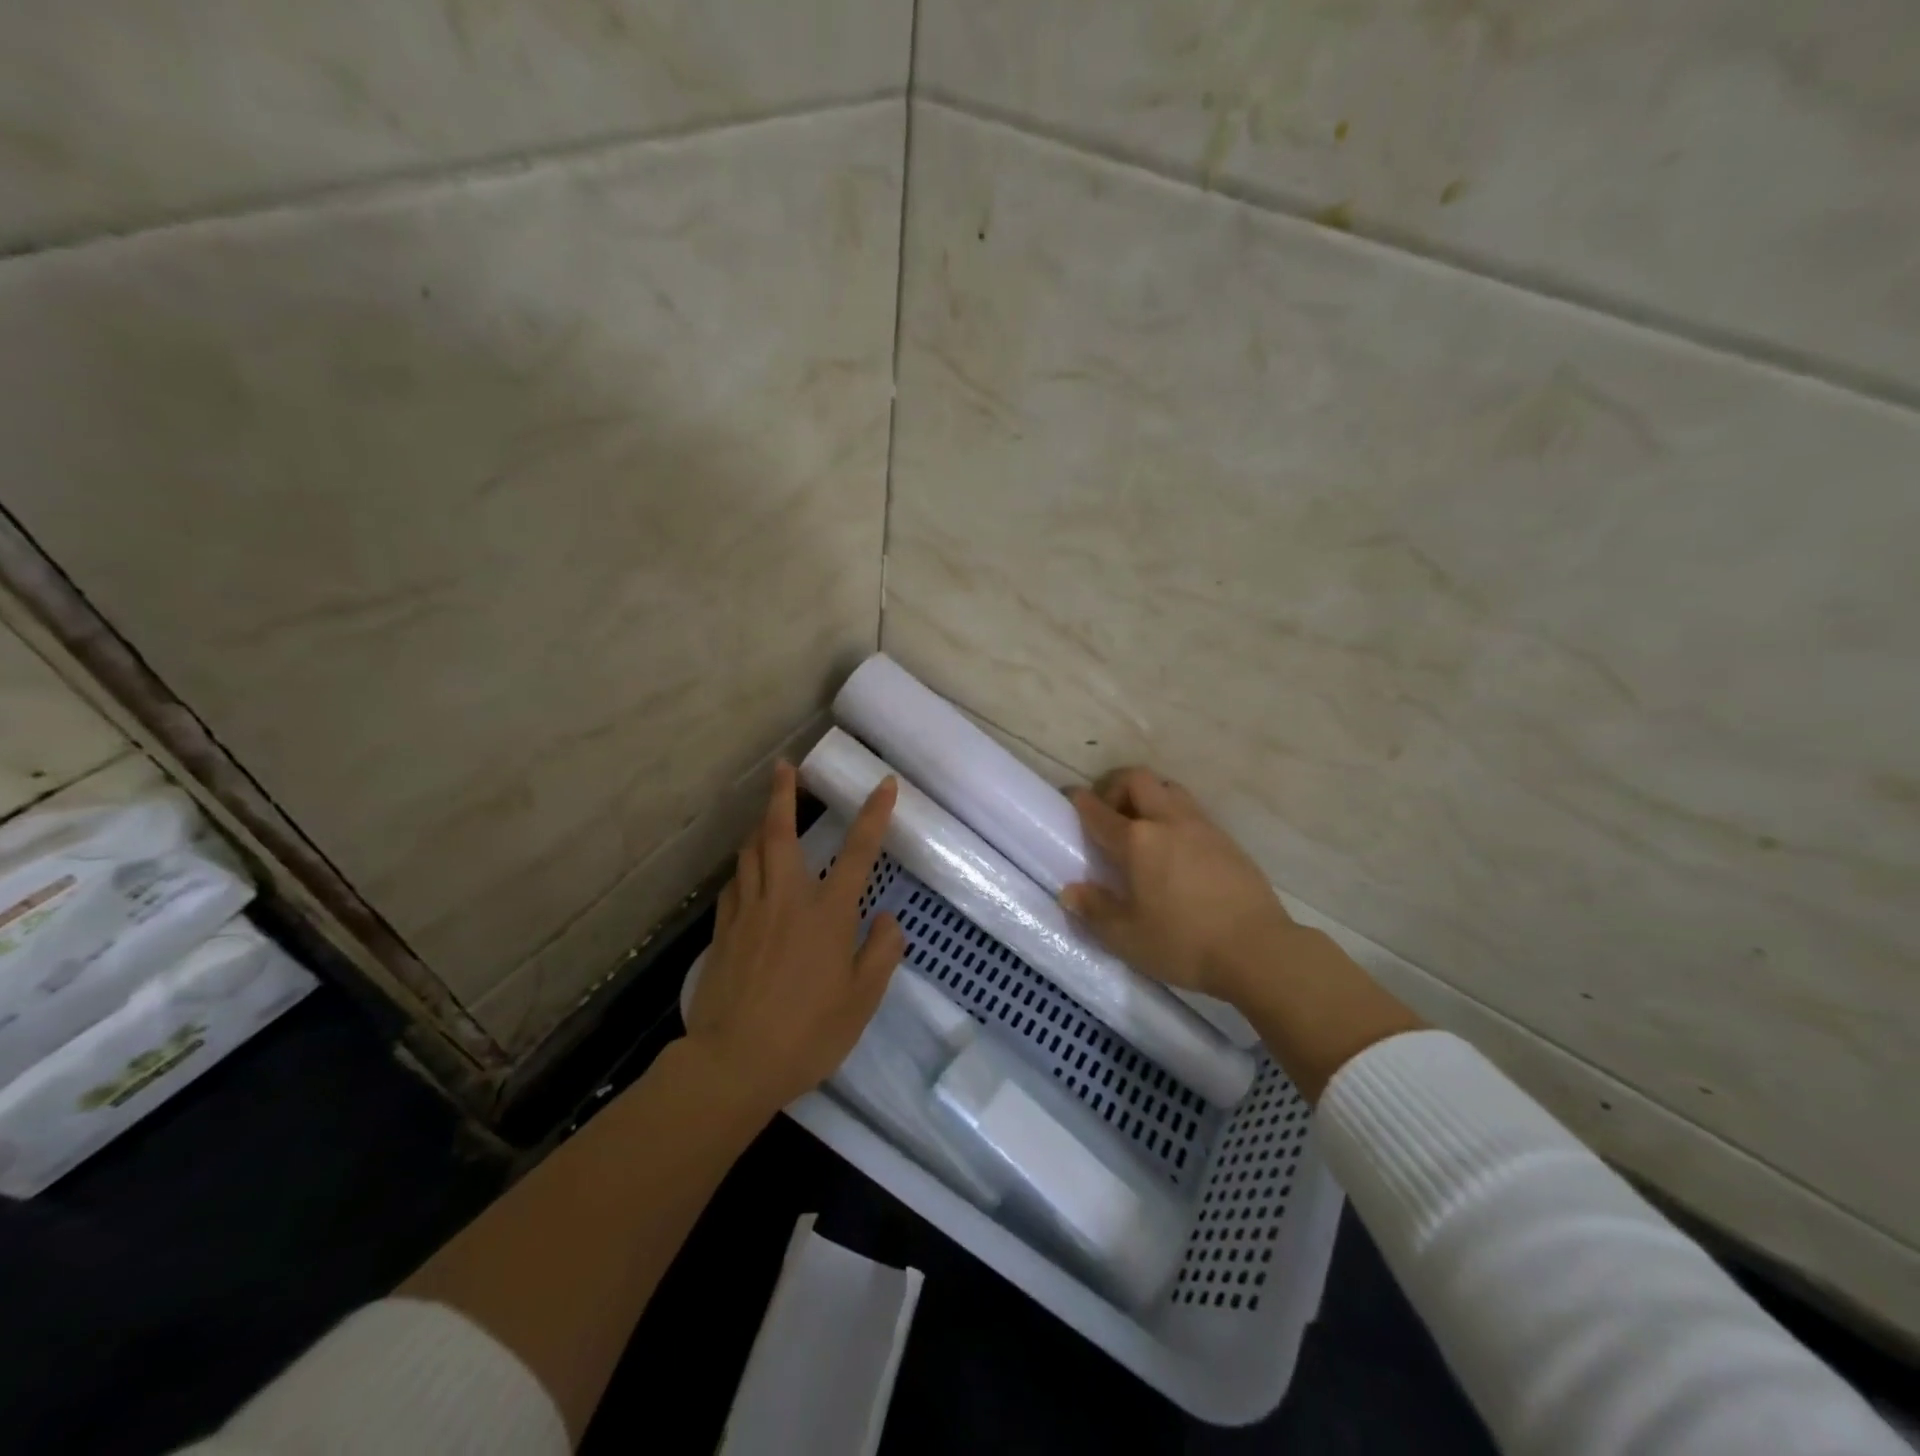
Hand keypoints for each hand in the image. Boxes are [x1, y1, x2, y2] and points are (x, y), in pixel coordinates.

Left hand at [684, 760, 905, 1115]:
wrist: (733, 1062)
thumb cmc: (808, 1032)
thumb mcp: (862, 1000)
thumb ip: (880, 953)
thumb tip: (886, 919)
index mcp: (828, 913)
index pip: (858, 851)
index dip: (874, 814)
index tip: (885, 784)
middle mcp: (787, 898)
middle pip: (780, 833)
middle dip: (784, 794)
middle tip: (785, 766)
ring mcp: (749, 911)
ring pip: (750, 852)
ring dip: (759, 825)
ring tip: (766, 812)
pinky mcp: (723, 930)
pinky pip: (734, 883)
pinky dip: (744, 868)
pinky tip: (747, 873)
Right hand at [1061, 767, 1295, 1004]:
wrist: (1258, 949)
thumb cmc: (1184, 943)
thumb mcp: (1127, 937)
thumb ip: (1094, 910)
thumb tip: (1069, 892)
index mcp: (1137, 841)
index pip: (1098, 811)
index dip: (1079, 801)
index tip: (1069, 797)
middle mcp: (1168, 821)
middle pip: (1137, 779)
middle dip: (1115, 786)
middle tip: (1108, 812)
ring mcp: (1201, 826)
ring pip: (1168, 788)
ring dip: (1148, 796)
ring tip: (1142, 826)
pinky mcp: (1227, 839)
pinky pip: (1191, 809)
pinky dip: (1173, 814)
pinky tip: (1174, 847)